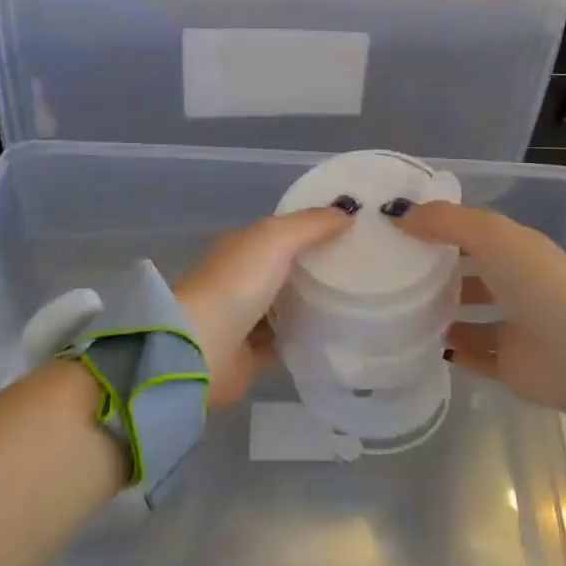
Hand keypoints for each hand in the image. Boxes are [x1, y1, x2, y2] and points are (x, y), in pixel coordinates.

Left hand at [175, 208, 350, 405]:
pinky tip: (334, 334)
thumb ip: (311, 224)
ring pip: (284, 305)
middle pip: (284, 268)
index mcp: (241, 246)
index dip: (313, 228)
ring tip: (355, 299)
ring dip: (311, 302)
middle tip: (362, 267)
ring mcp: (244, 317)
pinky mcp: (250, 354)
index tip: (353, 230)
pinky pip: (284, 341)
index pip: (281, 232)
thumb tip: (348, 212)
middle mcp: (240, 278)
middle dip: (316, 266)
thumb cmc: (237, 283)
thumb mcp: (275, 239)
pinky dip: (303, 336)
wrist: (203, 348)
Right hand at [400, 203, 565, 415]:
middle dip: (433, 268)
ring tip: (396, 305)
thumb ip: (444, 221)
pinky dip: (449, 347)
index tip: (392, 226)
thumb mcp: (492, 235)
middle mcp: (514, 282)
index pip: (469, 231)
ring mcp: (512, 324)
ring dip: (438, 309)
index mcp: (515, 247)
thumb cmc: (540, 284)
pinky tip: (418, 341)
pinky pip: (471, 353)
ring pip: (467, 313)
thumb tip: (397, 214)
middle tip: (386, 268)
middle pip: (467, 271)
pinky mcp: (509, 364)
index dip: (435, 226)